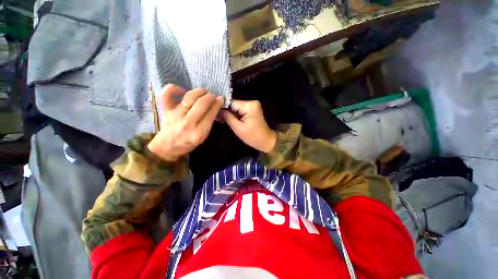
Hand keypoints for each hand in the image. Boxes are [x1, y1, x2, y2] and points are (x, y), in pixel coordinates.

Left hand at [148, 84, 223, 161]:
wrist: (168, 147)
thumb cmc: (189, 143)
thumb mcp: (203, 137)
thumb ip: (210, 122)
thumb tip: (216, 106)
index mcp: (199, 133)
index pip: (211, 114)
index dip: (217, 104)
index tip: (221, 98)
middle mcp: (188, 123)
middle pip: (201, 104)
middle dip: (210, 96)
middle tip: (212, 95)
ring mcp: (175, 116)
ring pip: (189, 97)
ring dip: (199, 91)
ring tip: (203, 91)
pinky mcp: (166, 111)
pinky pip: (166, 95)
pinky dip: (174, 88)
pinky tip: (182, 90)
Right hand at [222, 100, 276, 152]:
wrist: (266, 141)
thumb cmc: (253, 137)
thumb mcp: (238, 128)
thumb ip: (227, 117)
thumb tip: (217, 110)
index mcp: (249, 106)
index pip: (231, 103)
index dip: (222, 108)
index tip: (215, 114)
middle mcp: (252, 102)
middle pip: (234, 104)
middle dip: (226, 112)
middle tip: (217, 119)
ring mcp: (253, 105)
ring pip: (236, 107)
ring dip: (230, 114)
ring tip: (221, 120)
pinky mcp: (253, 109)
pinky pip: (241, 110)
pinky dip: (235, 115)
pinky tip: (228, 119)